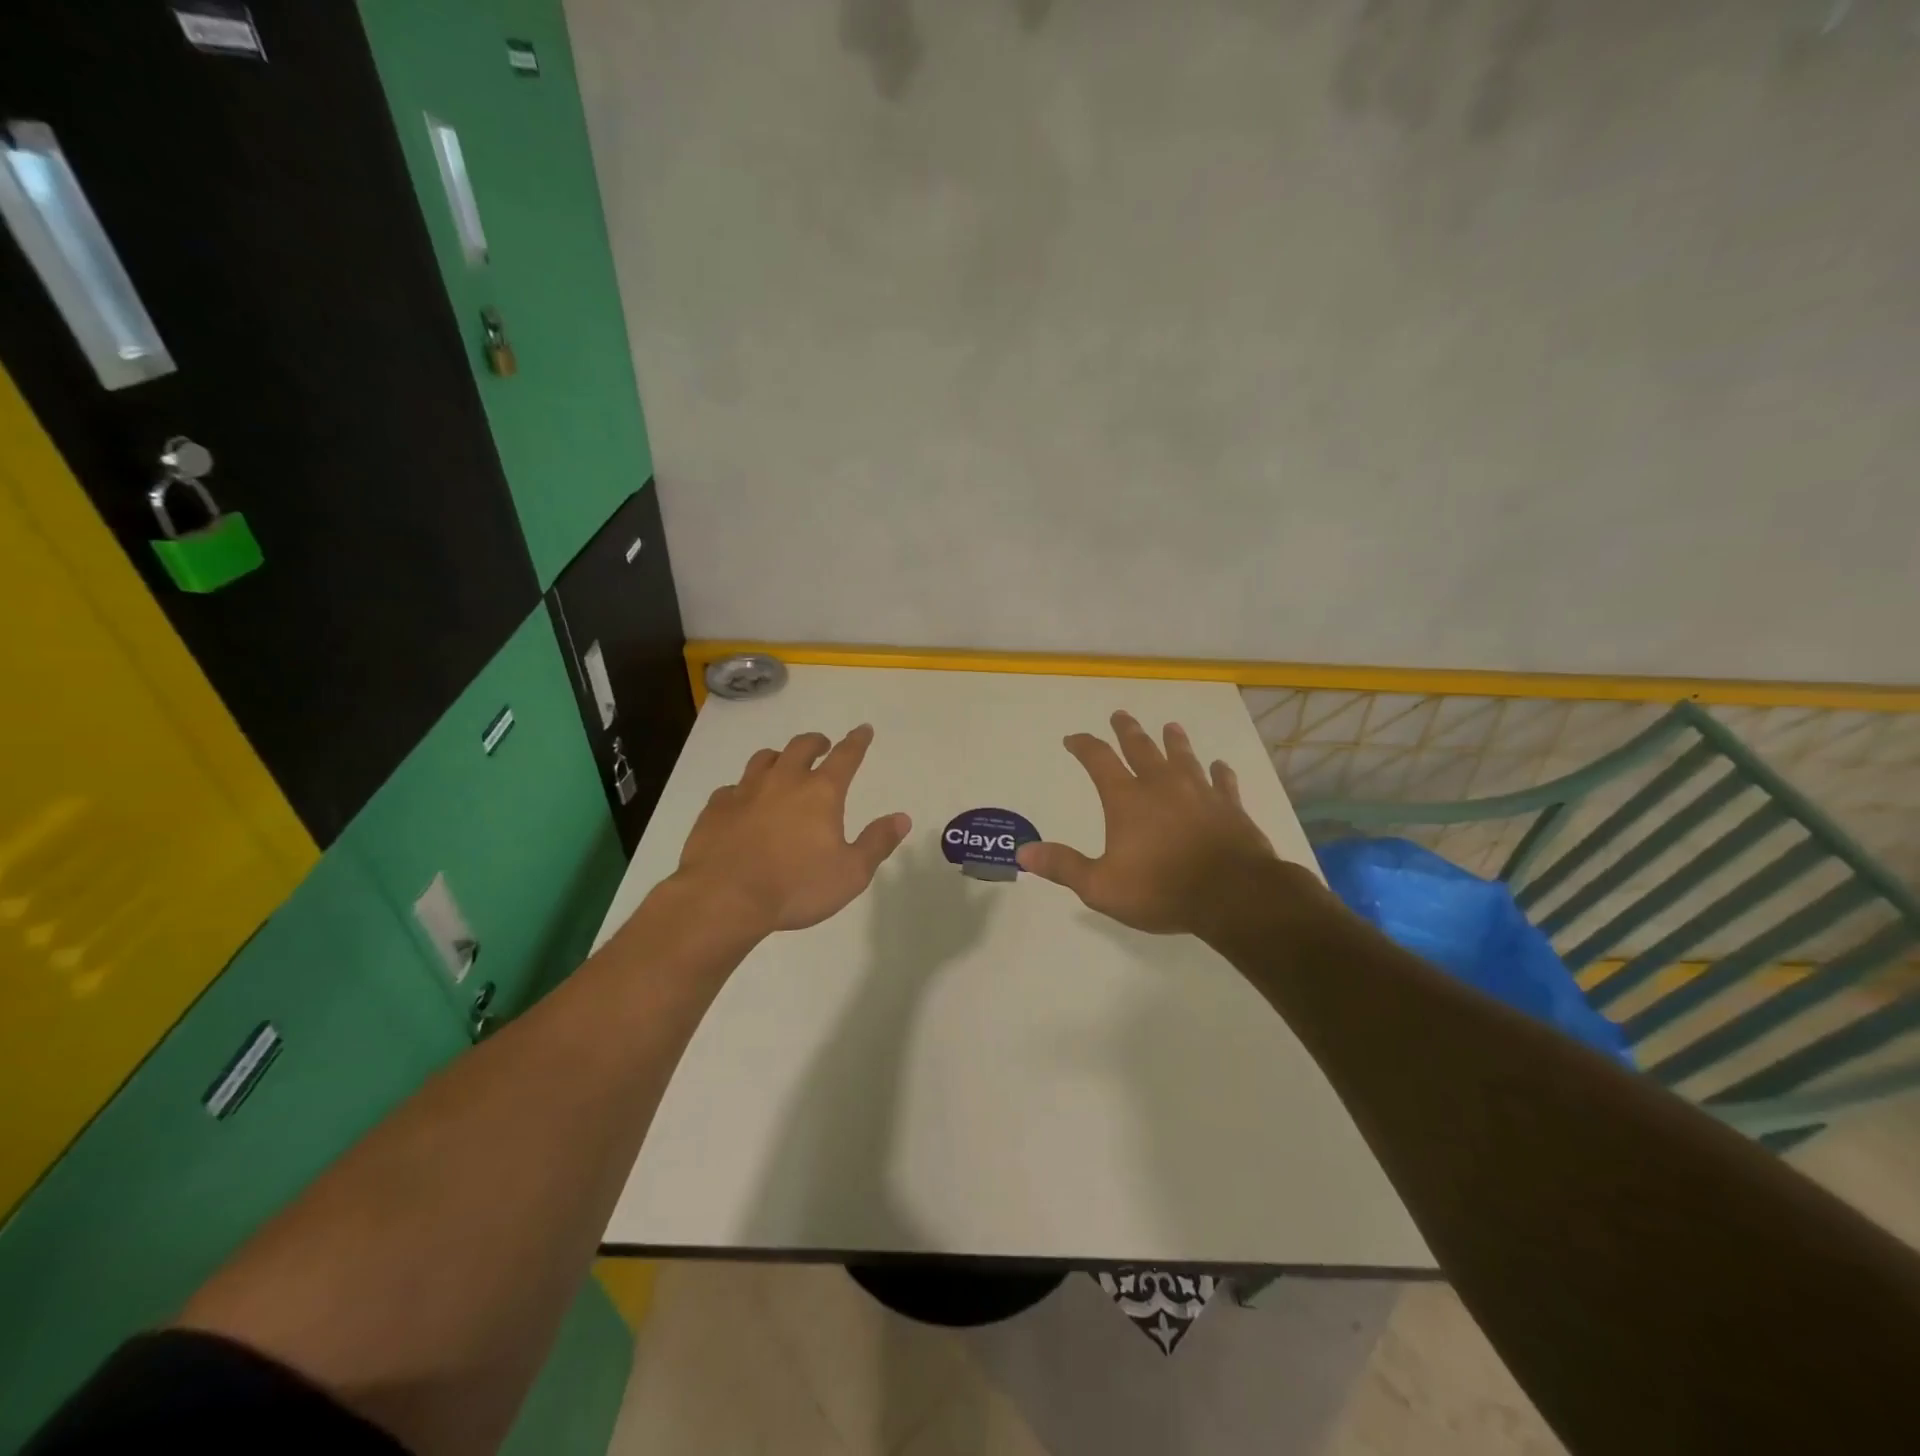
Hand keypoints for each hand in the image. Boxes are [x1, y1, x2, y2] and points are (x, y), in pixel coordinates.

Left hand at [675, 724, 911, 935]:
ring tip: (782, 765)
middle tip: (823, 746)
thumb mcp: (851, 873)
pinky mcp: (716, 808)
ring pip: (764, 759)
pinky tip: (743, 802)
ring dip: (779, 757)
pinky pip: (731, 788)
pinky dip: (743, 790)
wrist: (724, 898)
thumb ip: (877, 843)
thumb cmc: (796, 887)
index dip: (857, 741)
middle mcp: (783, 781)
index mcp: (820, 792)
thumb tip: (902, 818)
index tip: (863, 729)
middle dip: (816, 742)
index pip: (845, 756)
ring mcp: (745, 791)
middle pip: (801, 747)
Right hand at [1017, 711, 1289, 937]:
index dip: (1083, 745)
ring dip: (1174, 742)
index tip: (1073, 738)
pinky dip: (1220, 773)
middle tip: (1121, 715)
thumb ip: (1063, 866)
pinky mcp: (1230, 807)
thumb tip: (1024, 851)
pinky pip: (1223, 782)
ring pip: (1184, 758)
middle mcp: (1162, 786)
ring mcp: (1199, 793)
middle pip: (1142, 748)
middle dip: (1128, 731)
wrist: (1233, 895)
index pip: (1099, 760)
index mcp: (1127, 799)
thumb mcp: (1101, 886)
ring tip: (1170, 727)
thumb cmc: (1161, 889)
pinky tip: (1220, 766)